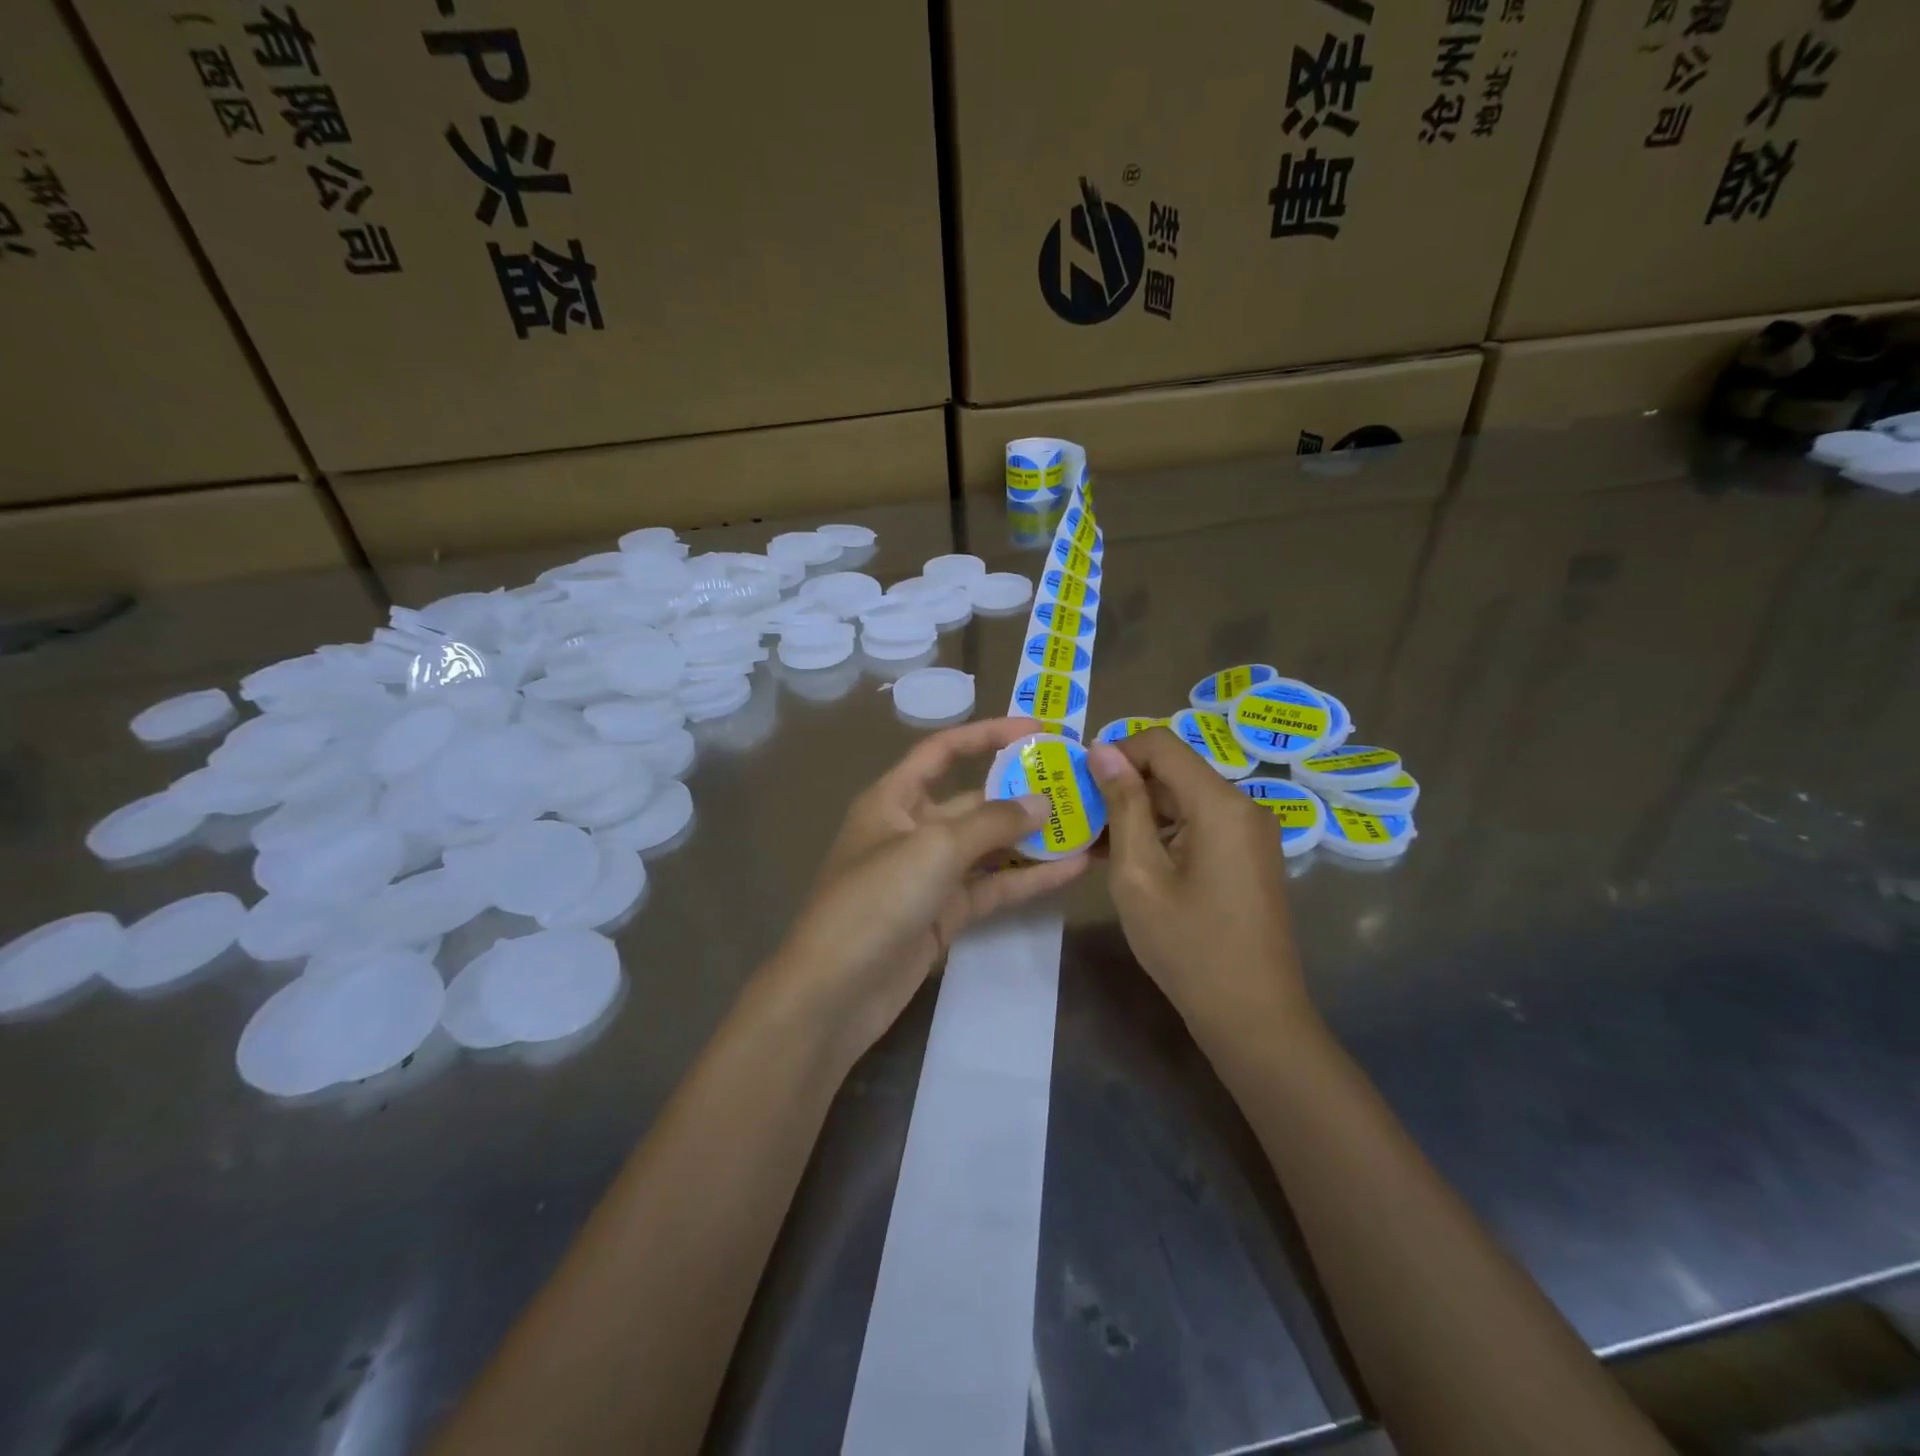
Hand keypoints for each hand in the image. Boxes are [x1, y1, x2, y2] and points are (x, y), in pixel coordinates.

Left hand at [764, 718, 1091, 1062]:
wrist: (835, 992)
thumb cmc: (875, 900)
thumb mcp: (933, 848)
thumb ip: (992, 822)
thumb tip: (1042, 802)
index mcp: (893, 798)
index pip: (943, 751)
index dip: (987, 735)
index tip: (1037, 731)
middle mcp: (912, 829)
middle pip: (973, 799)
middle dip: (1021, 791)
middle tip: (1076, 783)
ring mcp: (930, 874)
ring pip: (989, 847)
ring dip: (1033, 838)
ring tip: (1087, 824)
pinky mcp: (945, 914)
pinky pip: (992, 887)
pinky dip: (1028, 878)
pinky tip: (1072, 869)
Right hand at [1089, 729, 1313, 1046]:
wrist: (1254, 1016)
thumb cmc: (1188, 946)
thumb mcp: (1139, 874)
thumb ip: (1122, 805)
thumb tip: (1103, 749)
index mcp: (1220, 803)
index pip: (1162, 744)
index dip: (1117, 751)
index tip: (1079, 780)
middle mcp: (1243, 805)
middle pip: (1175, 770)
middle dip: (1125, 785)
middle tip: (1080, 816)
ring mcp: (1251, 832)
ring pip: (1184, 798)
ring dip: (1141, 811)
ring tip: (1097, 843)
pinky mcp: (1250, 855)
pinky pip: (1200, 824)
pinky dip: (1164, 832)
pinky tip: (1130, 860)